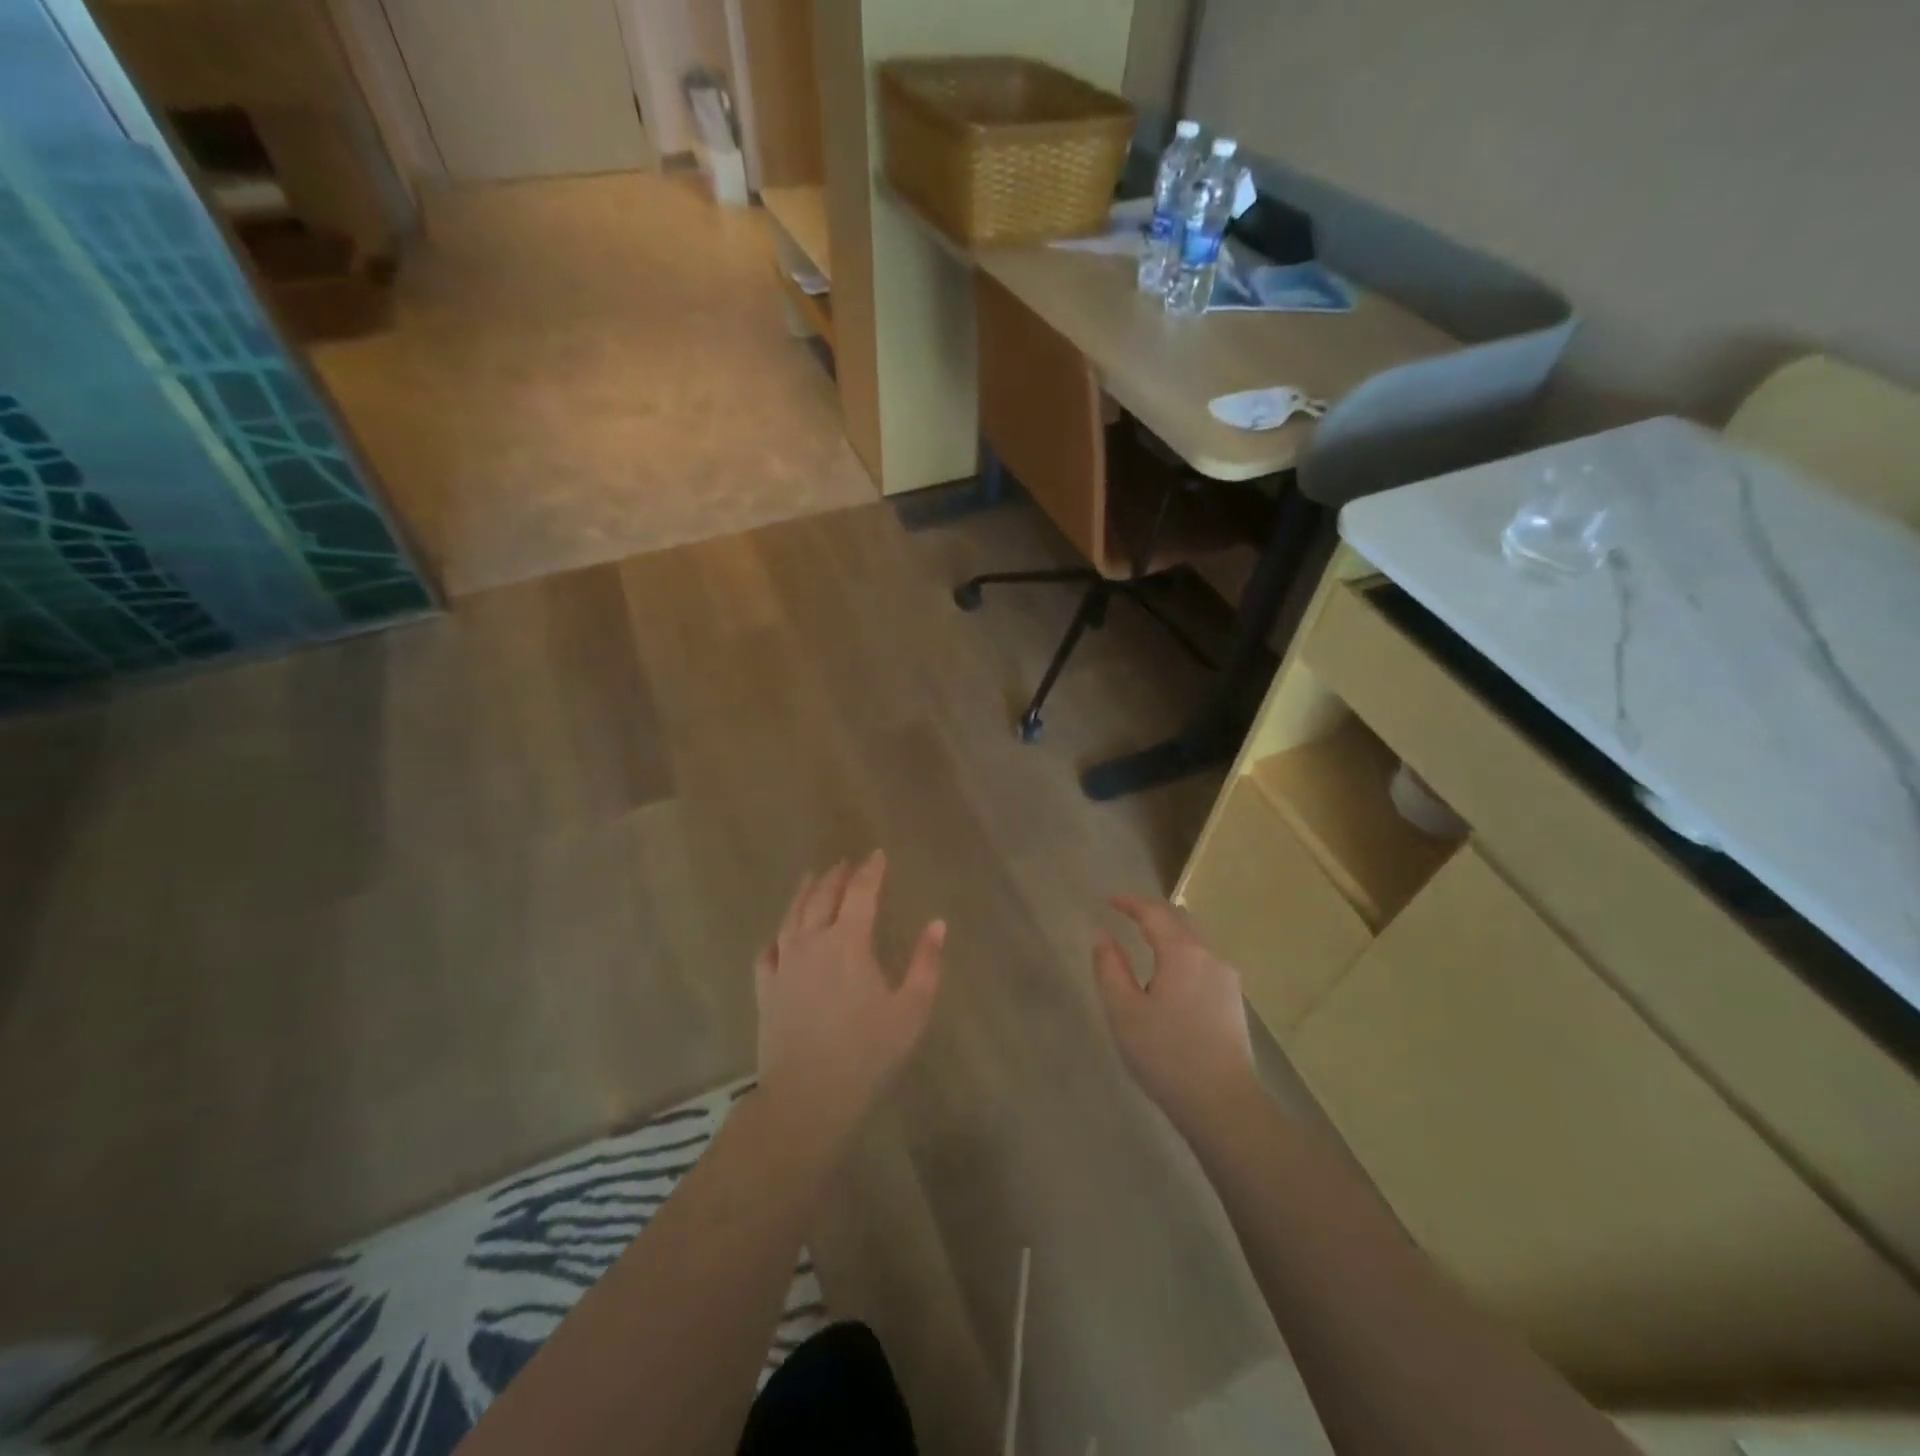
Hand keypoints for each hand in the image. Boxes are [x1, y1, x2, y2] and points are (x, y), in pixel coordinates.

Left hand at [755, 851, 944, 1143]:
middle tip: (847, 863)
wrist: (808, 1096)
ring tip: (812, 878)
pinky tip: (781, 935)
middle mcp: (812, 942)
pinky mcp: (766, 988)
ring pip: (792, 915)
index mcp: (849, 942)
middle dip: (837, 876)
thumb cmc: (867, 1052)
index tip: (878, 854)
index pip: (861, 892)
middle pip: (822, 896)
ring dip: (804, 892)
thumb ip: (926, 963)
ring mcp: (784, 964)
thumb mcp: (911, 1010)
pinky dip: (778, 934)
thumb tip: (938, 924)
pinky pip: (768, 950)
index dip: (871, 870)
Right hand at [1092, 897, 1259, 1135]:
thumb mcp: (1124, 1011)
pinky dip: (1181, 955)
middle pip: (1179, 921)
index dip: (1130, 902)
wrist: (1224, 1105)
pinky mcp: (1233, 1002)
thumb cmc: (1166, 1054)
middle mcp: (1210, 957)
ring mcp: (1227, 980)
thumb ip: (1110, 967)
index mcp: (1182, 953)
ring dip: (1169, 934)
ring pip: (1194, 942)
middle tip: (1126, 914)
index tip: (1109, 901)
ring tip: (1145, 941)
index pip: (1154, 912)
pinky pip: (1203, 963)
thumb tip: (1103, 936)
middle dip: (1152, 913)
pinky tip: (1170, 976)